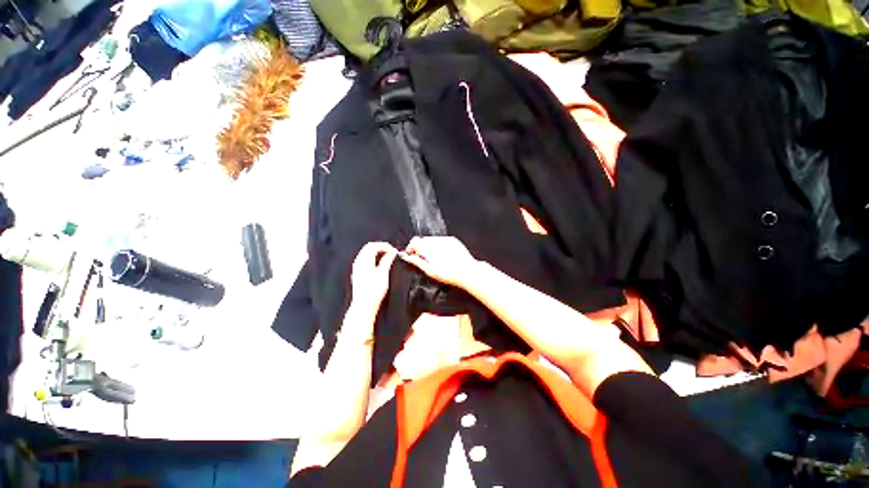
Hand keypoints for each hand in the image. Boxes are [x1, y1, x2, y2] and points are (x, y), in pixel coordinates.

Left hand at [350, 242, 397, 311]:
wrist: (363, 305)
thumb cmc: (374, 290)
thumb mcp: (384, 273)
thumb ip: (388, 260)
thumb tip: (393, 252)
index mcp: (364, 260)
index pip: (374, 245)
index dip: (385, 246)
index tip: (394, 250)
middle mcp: (358, 262)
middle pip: (369, 247)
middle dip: (380, 247)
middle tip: (391, 252)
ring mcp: (356, 267)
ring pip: (366, 253)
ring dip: (376, 252)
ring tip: (387, 257)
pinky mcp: (357, 273)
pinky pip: (364, 259)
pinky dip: (372, 258)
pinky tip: (379, 264)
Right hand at [399, 236, 478, 287]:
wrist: (467, 271)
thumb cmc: (448, 273)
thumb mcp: (428, 270)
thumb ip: (415, 260)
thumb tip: (404, 255)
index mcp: (428, 248)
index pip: (414, 242)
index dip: (411, 248)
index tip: (411, 254)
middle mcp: (436, 241)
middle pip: (422, 240)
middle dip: (420, 247)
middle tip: (423, 258)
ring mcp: (445, 239)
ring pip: (432, 239)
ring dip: (429, 246)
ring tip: (434, 258)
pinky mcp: (453, 240)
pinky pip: (441, 240)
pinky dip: (439, 245)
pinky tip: (443, 255)